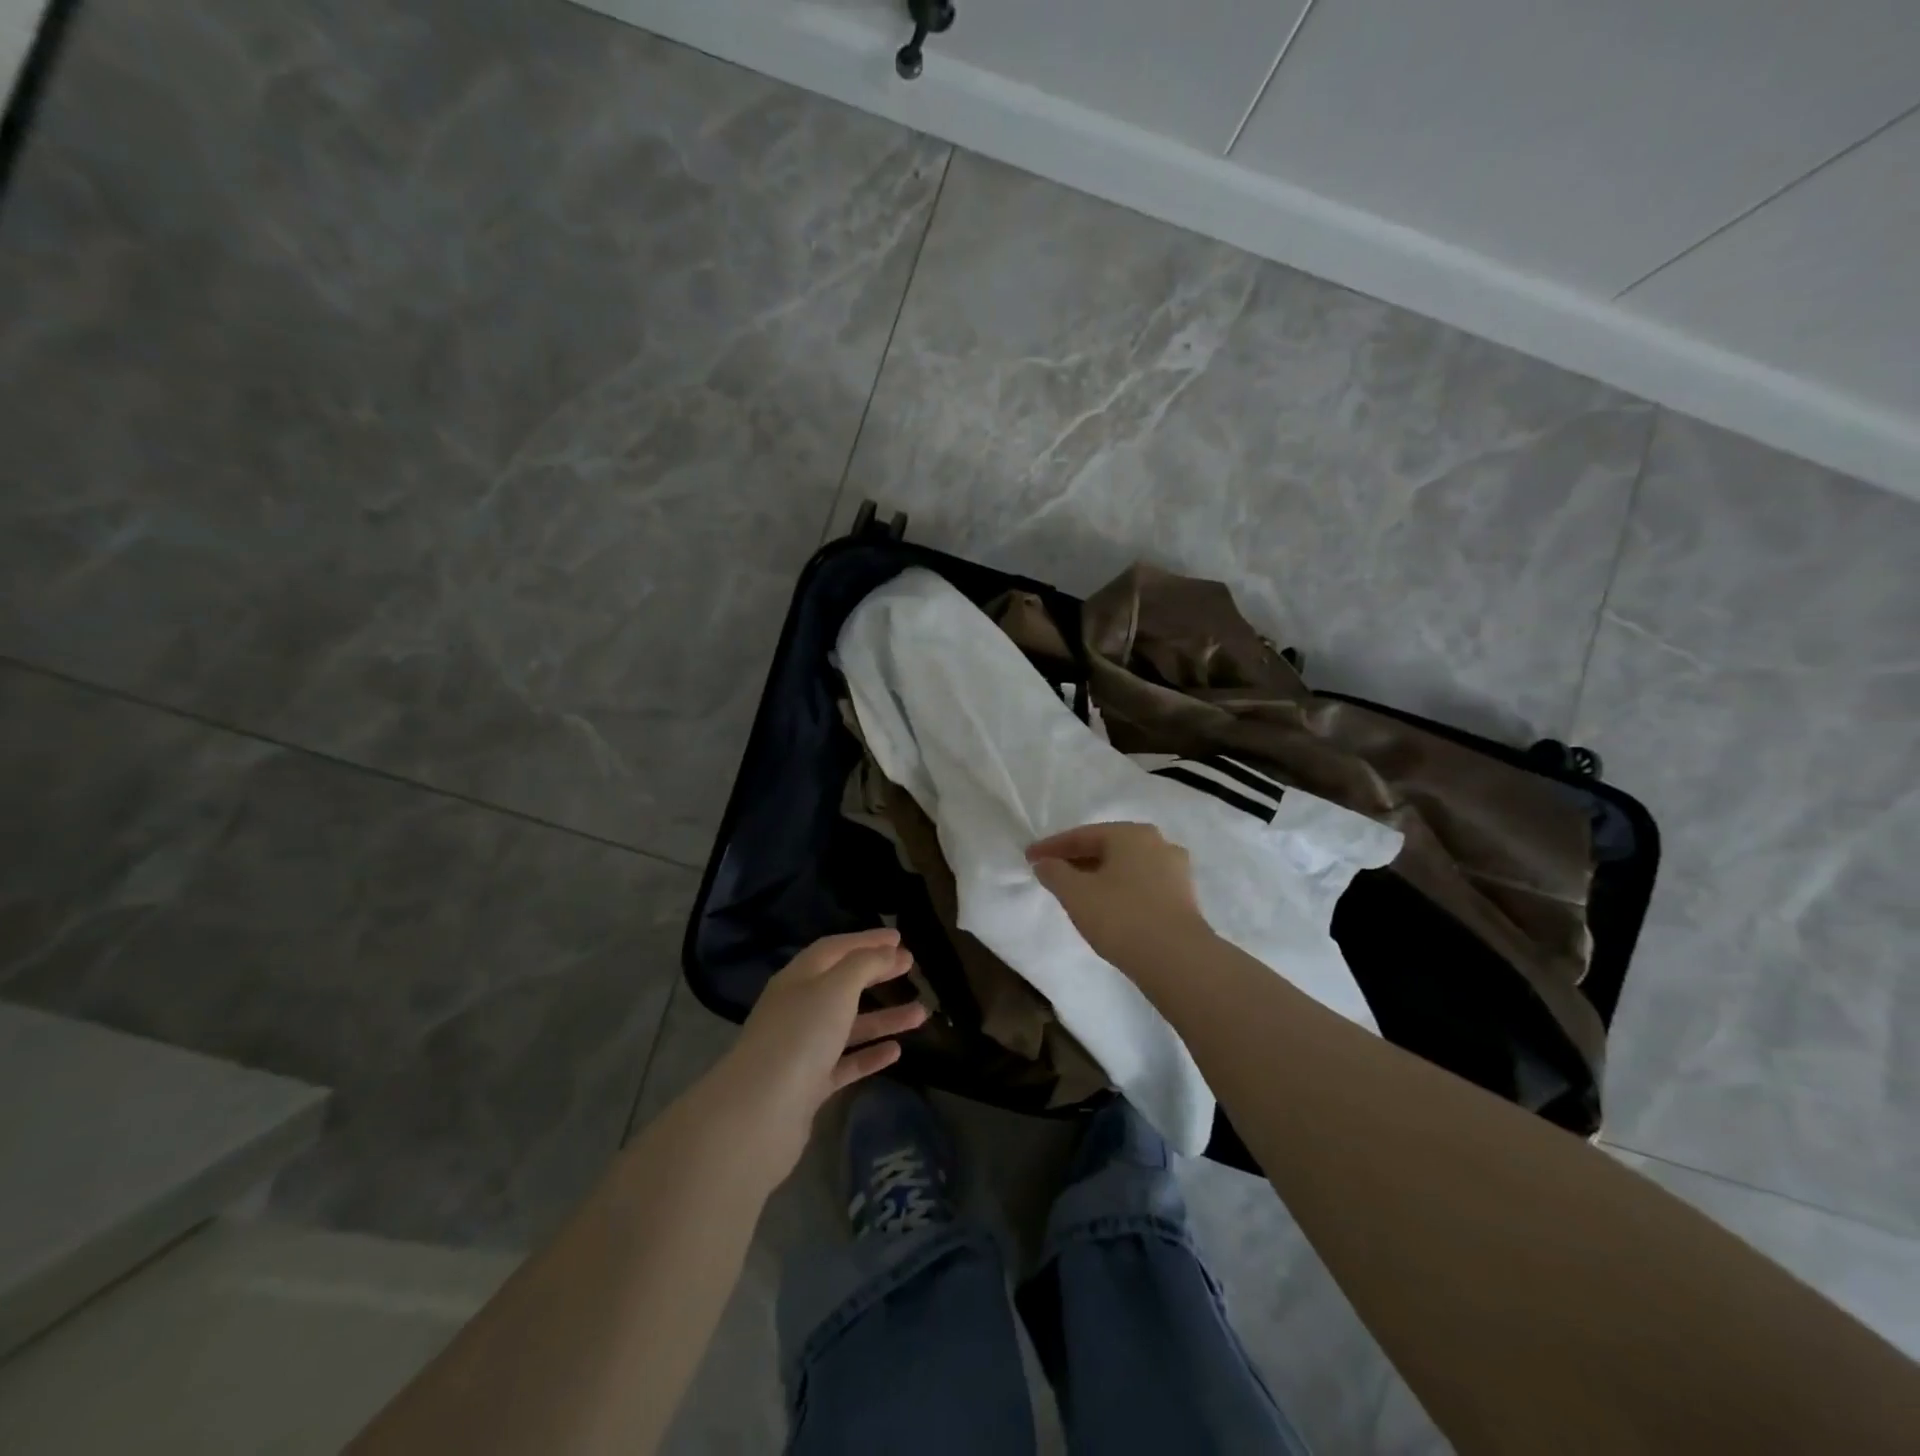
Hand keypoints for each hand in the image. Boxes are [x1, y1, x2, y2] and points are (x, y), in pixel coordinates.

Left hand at [700, 929, 929, 1186]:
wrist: (761, 1112)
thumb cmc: (801, 1035)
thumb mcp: (837, 987)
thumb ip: (866, 964)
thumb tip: (889, 951)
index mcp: (798, 978)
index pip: (835, 949)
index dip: (867, 940)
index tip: (899, 937)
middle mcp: (798, 1009)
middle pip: (842, 984)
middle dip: (876, 974)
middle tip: (911, 967)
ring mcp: (802, 1048)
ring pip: (849, 1025)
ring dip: (884, 1017)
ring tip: (921, 1014)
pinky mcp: (809, 1085)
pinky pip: (845, 1063)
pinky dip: (870, 1055)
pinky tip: (896, 1052)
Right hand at [1027, 822, 1213, 976]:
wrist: (1177, 960)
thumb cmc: (1121, 917)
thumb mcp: (1075, 894)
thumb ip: (1054, 873)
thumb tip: (1044, 863)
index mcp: (1131, 834)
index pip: (1082, 835)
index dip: (1052, 847)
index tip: (1029, 858)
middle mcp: (1157, 843)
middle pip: (1107, 847)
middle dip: (1076, 859)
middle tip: (1051, 872)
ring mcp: (1175, 870)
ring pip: (1125, 867)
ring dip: (1098, 875)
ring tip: (1076, 891)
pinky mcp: (1183, 897)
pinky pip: (1141, 884)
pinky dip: (1119, 889)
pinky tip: (1106, 906)